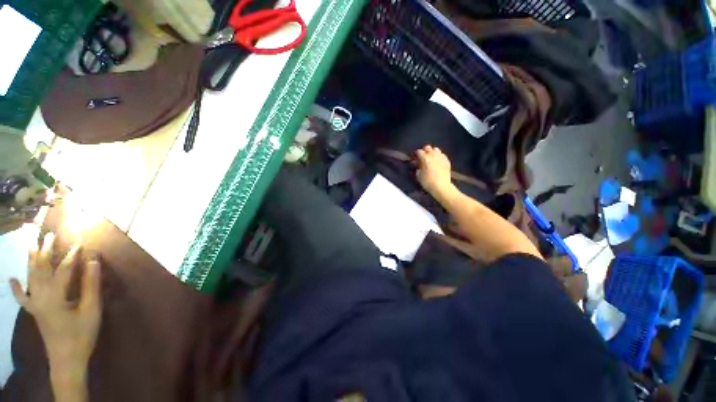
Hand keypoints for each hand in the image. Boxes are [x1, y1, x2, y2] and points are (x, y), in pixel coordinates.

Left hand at [10, 232, 101, 375]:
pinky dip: (16, 287)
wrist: (66, 359)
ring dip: (31, 260)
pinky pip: (22, 297)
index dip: (72, 256)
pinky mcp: (34, 311)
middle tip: (48, 235)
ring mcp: (35, 304)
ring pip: (30, 277)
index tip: (81, 243)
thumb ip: (90, 285)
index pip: (63, 270)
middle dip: (44, 250)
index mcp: (55, 296)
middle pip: (41, 269)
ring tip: (31, 244)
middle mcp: (40, 296)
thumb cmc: (81, 334)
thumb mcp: (91, 310)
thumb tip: (92, 261)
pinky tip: (12, 279)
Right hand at [416, 145, 454, 198]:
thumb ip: (417, 168)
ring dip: (432, 152)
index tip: (415, 158)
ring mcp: (441, 157)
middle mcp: (433, 155)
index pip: (419, 151)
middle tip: (422, 157)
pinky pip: (442, 155)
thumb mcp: (419, 176)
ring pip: (436, 149)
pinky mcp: (447, 161)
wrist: (442, 187)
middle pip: (428, 147)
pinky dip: (438, 156)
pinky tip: (437, 162)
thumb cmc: (428, 182)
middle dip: (424, 151)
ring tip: (431, 158)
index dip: (416, 154)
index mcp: (425, 159)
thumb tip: (418, 165)